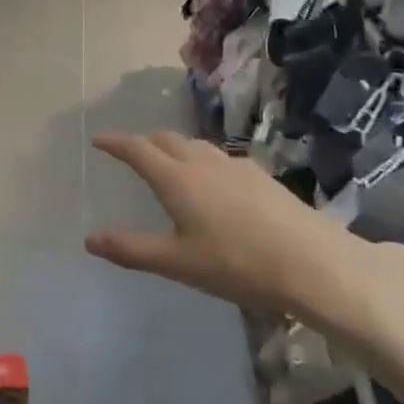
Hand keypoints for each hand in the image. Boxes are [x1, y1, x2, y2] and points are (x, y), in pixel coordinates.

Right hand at [85, 131, 403, 341]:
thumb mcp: (178, 263)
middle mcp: (204, 163)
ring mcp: (237, 167)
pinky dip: (203, 161)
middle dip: (144, 142)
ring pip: (196, 146)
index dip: (115, 142)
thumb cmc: (237, 264)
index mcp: (177, 179)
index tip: (98, 139)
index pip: (138, 150)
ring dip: (175, 148)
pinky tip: (214, 183)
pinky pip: (220, 158)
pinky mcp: (262, 177)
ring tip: (169, 164)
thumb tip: (89, 240)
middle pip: (167, 140)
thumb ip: (132, 249)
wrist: (314, 263)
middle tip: (132, 152)